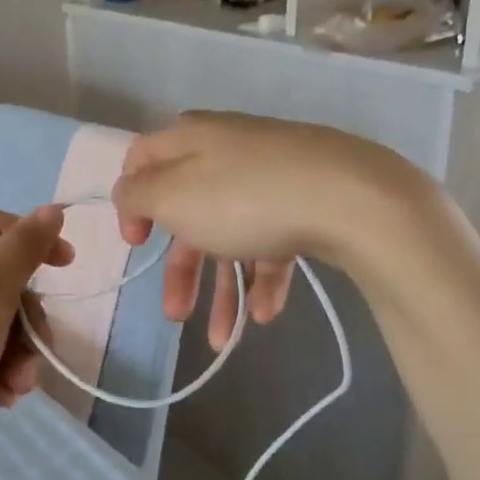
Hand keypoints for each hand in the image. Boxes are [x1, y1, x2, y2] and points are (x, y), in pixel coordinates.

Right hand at [111, 112, 425, 347]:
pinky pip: (272, 241)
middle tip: (176, 315)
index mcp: (190, 140)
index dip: (131, 203)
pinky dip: (263, 278)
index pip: (143, 161)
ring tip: (224, 340)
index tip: (137, 245)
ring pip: (232, 234)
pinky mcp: (306, 201)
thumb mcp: (172, 197)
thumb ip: (137, 194)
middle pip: (189, 211)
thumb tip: (128, 192)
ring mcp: (271, 177)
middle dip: (181, 270)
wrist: (351, 198)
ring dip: (223, 289)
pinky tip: (265, 313)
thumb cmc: (243, 197)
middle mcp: (227, 152)